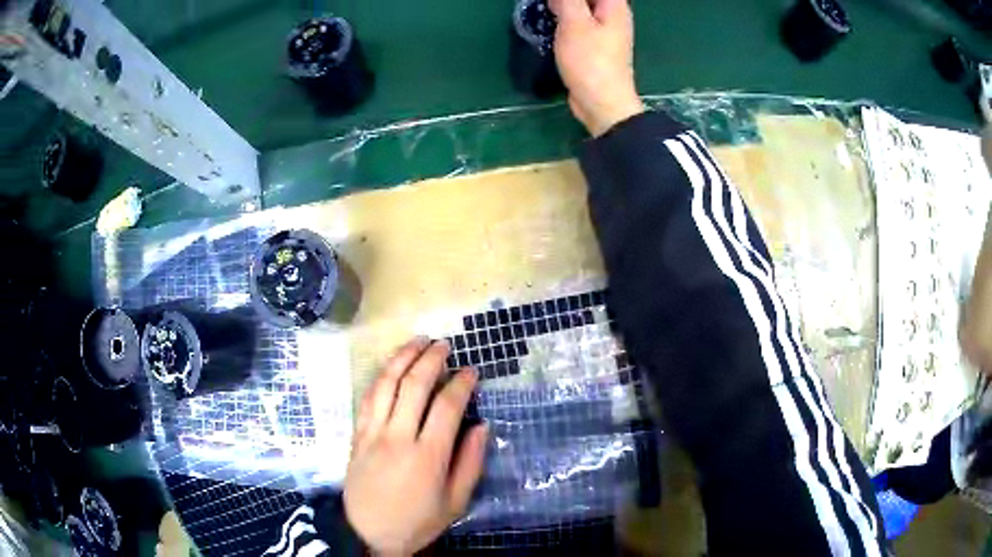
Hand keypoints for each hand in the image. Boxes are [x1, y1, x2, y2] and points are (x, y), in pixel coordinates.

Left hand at [344, 338, 487, 554]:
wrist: (368, 533)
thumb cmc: (417, 521)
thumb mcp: (455, 502)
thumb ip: (470, 463)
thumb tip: (481, 426)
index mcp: (428, 456)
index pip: (447, 406)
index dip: (461, 383)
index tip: (471, 371)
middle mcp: (398, 437)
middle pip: (414, 385)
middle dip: (431, 359)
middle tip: (445, 345)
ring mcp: (373, 433)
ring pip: (386, 384)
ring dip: (402, 358)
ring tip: (417, 341)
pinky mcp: (357, 435)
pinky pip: (367, 397)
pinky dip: (381, 377)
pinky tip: (390, 367)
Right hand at [550, 0, 644, 136]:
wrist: (601, 103)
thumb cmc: (590, 60)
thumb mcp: (574, 23)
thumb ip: (567, 0)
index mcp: (614, 6)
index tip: (555, 1)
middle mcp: (613, 16)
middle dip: (566, 1)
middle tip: (547, 4)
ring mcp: (606, 32)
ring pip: (582, 9)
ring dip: (564, 8)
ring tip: (545, 10)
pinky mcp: (596, 46)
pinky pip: (579, 24)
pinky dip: (565, 21)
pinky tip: (550, 25)